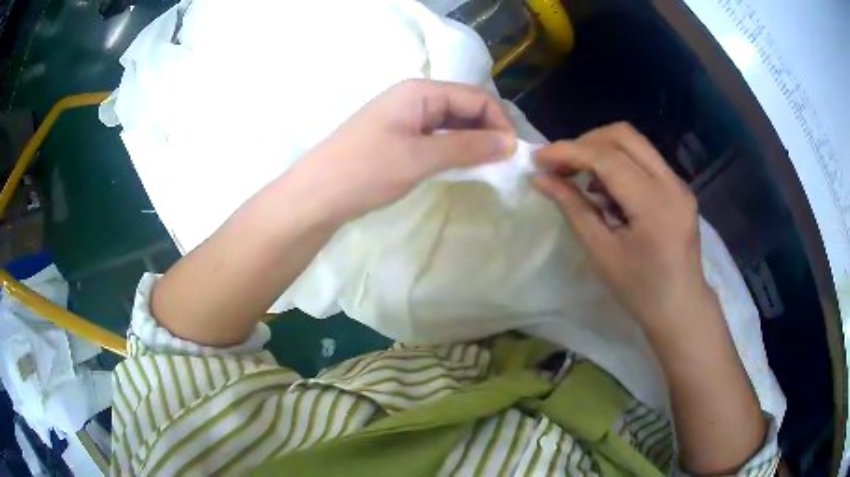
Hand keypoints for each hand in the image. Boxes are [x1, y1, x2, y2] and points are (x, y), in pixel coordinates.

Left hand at [289, 79, 515, 222]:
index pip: (475, 97)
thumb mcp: (421, 157)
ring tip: (487, 167)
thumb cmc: (367, 170)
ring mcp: (404, 117)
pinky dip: (452, 149)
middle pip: (464, 107)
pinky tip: (461, 166)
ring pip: (451, 122)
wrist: (317, 194)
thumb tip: (510, 143)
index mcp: (420, 91)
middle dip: (487, 131)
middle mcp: (414, 97)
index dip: (499, 122)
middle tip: (503, 163)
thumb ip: (468, 147)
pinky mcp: (397, 136)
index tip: (512, 153)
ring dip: (472, 141)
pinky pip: (435, 136)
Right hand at [532, 122, 711, 334]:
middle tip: (561, 165)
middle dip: (586, 142)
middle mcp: (671, 183)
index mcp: (653, 204)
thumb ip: (573, 208)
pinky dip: (619, 164)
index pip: (607, 158)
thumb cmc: (640, 290)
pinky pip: (645, 161)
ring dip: (602, 151)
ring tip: (580, 178)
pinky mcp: (678, 189)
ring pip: (635, 144)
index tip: (538, 159)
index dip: (569, 152)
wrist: (681, 308)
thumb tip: (540, 179)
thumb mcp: (602, 252)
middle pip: (624, 136)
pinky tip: (607, 190)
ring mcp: (678, 184)